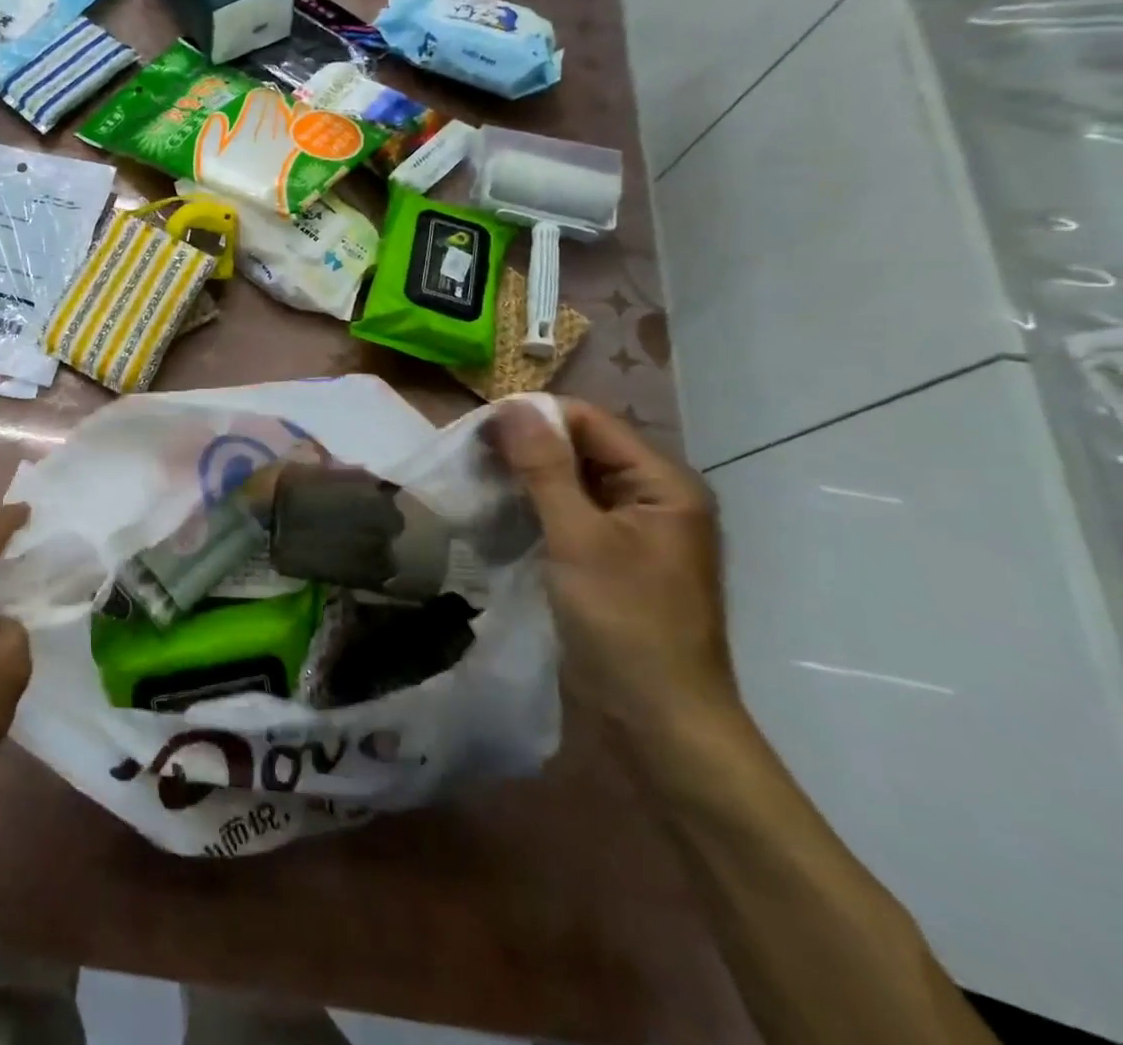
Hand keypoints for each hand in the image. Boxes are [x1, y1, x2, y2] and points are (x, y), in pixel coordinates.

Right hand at [491, 400, 737, 742]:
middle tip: (468, 457)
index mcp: (663, 485)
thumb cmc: (625, 624)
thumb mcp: (579, 538)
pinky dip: (532, 510)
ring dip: (524, 480)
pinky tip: (495, 514)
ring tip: (474, 482)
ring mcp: (630, 534)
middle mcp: (651, 500)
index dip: (535, 418)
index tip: (476, 430)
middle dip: (525, 449)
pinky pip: (566, 517)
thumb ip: (545, 468)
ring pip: (569, 484)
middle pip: (581, 450)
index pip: (591, 422)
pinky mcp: (607, 563)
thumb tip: (512, 405)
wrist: (657, 726)